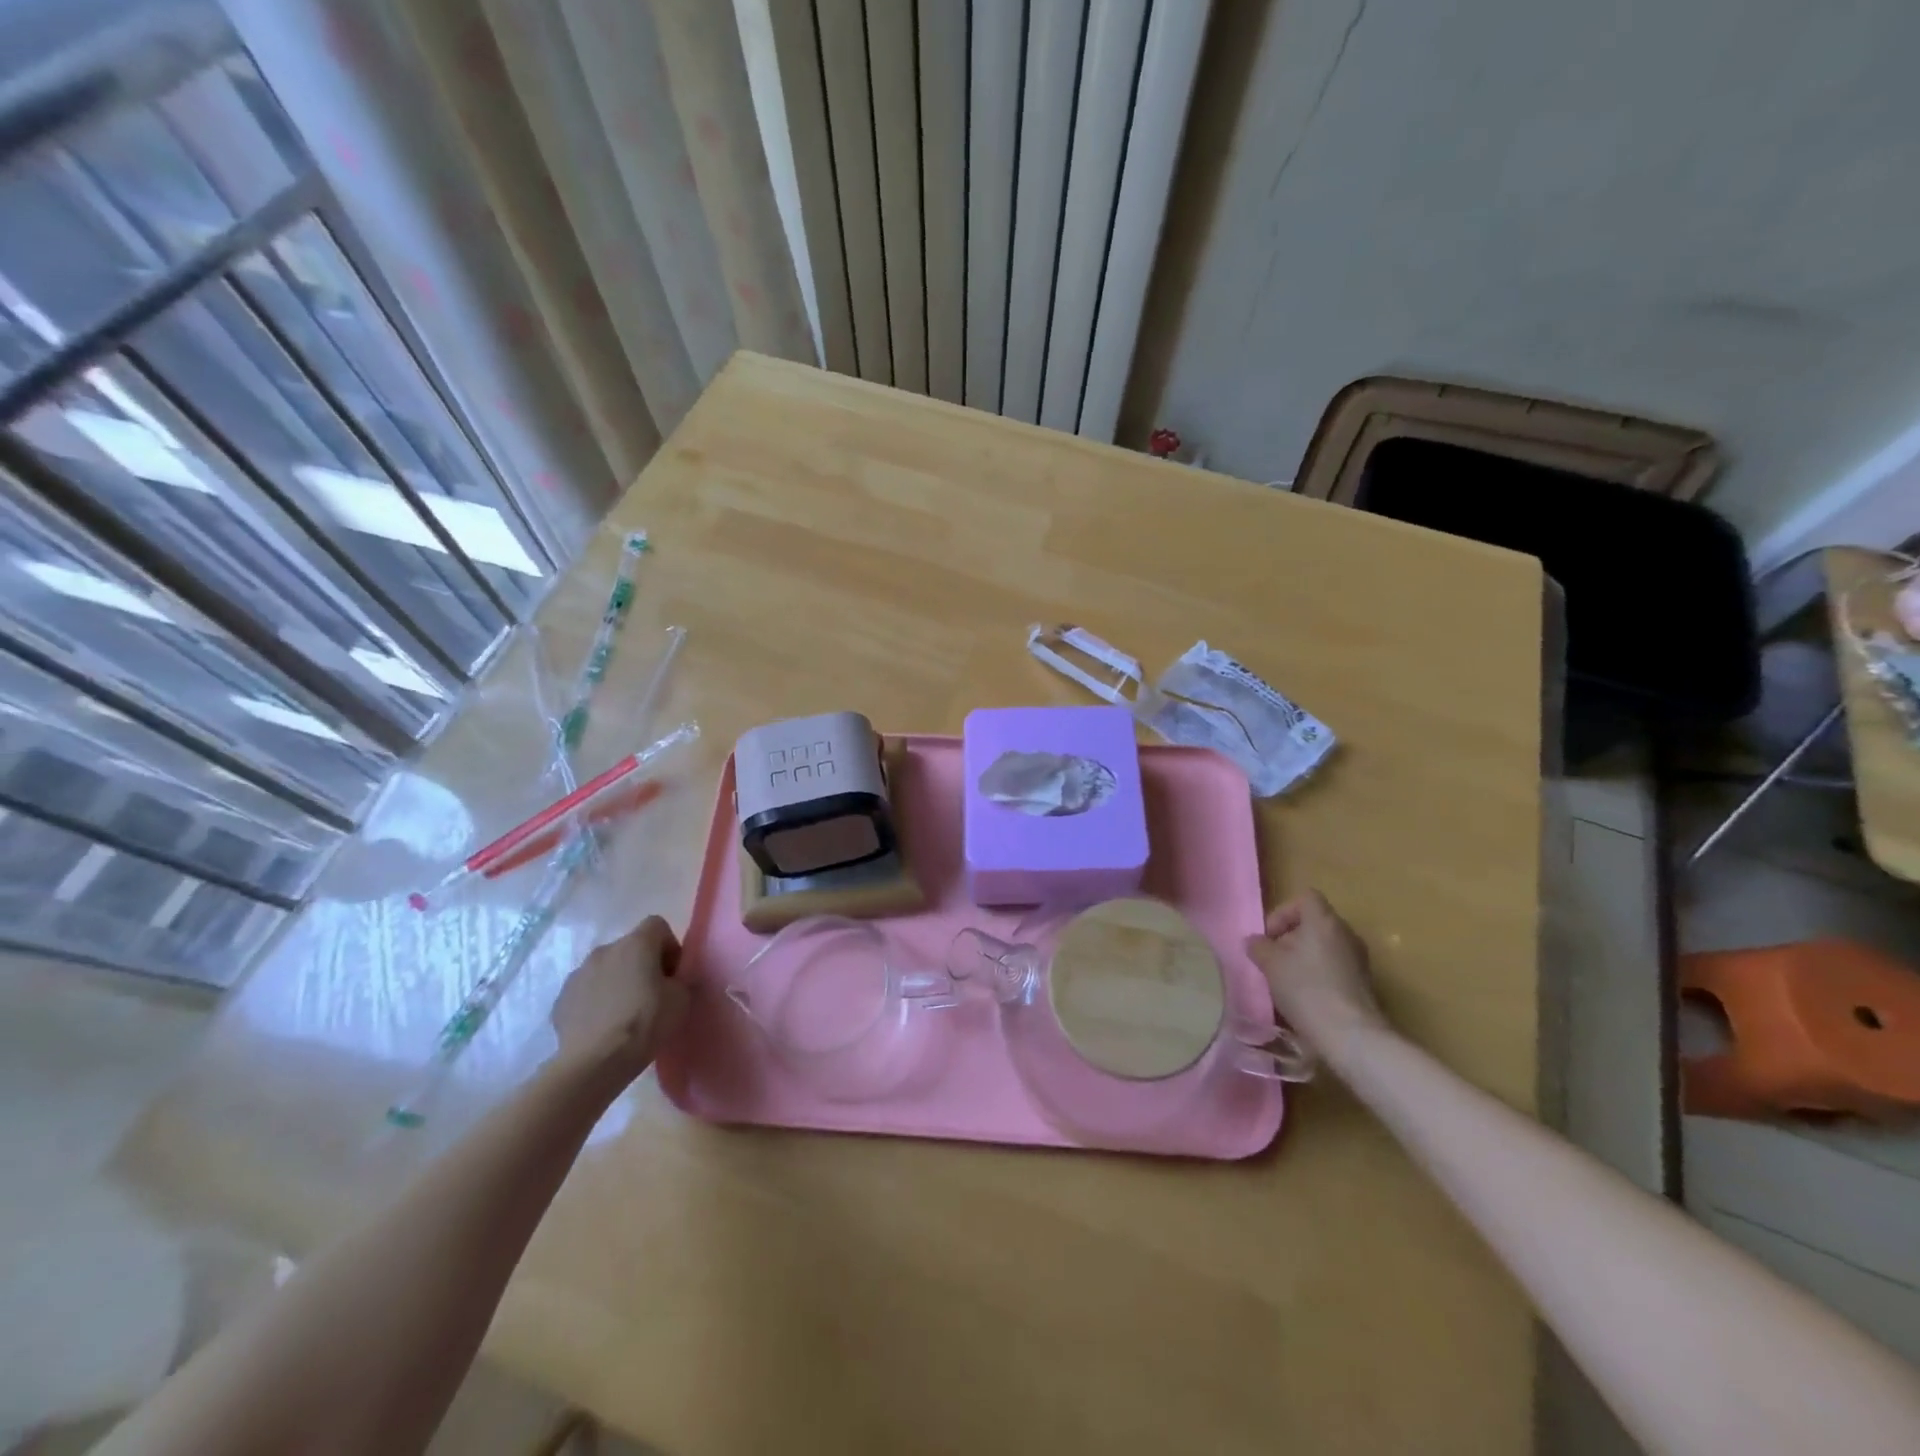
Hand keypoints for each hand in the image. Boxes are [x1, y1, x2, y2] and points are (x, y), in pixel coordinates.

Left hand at [550, 915, 689, 1084]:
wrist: (594, 1062)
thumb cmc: (645, 1022)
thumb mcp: (681, 999)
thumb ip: (680, 980)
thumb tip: (670, 980)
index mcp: (636, 943)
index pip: (657, 925)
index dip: (669, 946)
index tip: (673, 974)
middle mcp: (605, 950)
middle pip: (630, 948)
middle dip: (642, 965)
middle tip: (652, 995)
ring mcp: (578, 973)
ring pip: (606, 969)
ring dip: (617, 982)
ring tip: (625, 1014)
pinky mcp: (561, 999)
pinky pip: (586, 992)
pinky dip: (596, 1002)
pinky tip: (603, 1027)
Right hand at [1244, 890, 1386, 1062]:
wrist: (1350, 1035)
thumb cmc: (1306, 988)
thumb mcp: (1271, 965)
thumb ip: (1259, 947)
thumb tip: (1255, 942)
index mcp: (1324, 921)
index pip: (1305, 898)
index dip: (1283, 912)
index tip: (1269, 936)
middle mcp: (1346, 933)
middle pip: (1315, 923)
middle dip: (1290, 937)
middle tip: (1273, 959)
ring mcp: (1359, 959)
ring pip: (1325, 946)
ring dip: (1304, 957)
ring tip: (1287, 980)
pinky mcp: (1364, 983)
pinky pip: (1336, 967)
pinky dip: (1319, 974)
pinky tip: (1306, 997)